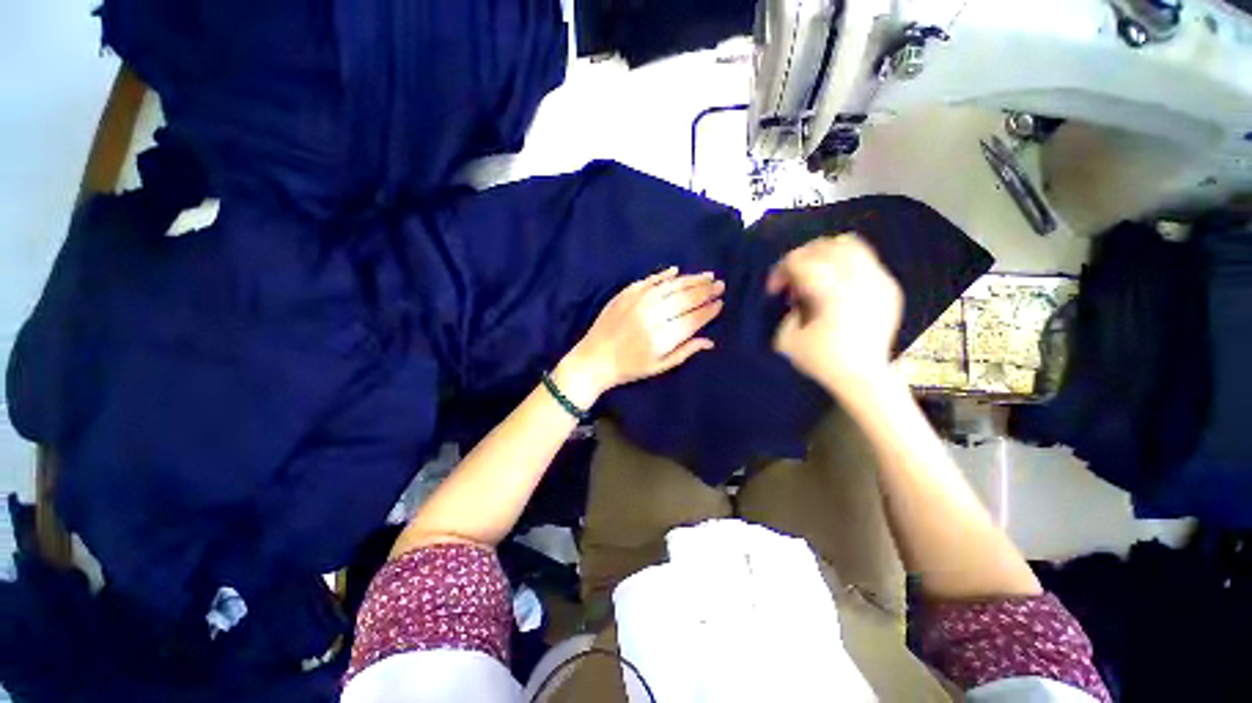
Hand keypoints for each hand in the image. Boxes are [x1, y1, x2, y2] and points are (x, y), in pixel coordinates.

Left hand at [556, 267, 724, 405]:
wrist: (595, 359)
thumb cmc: (630, 367)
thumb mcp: (659, 366)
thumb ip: (685, 352)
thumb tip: (710, 341)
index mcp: (662, 337)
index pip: (693, 319)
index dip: (708, 310)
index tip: (720, 303)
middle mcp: (652, 316)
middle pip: (685, 299)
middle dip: (705, 291)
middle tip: (720, 285)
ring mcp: (638, 302)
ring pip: (671, 286)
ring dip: (691, 279)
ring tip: (707, 276)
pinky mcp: (626, 294)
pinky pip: (649, 280)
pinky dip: (664, 275)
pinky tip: (677, 271)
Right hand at [767, 235, 902, 392]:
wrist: (864, 378)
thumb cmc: (822, 361)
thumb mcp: (787, 339)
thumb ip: (787, 309)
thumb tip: (797, 296)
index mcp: (831, 294)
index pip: (800, 261)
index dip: (781, 270)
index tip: (774, 290)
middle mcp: (858, 281)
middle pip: (824, 246)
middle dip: (801, 257)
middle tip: (792, 277)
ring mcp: (879, 281)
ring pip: (851, 245)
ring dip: (825, 254)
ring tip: (815, 273)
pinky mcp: (890, 288)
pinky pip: (867, 260)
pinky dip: (847, 264)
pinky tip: (838, 284)